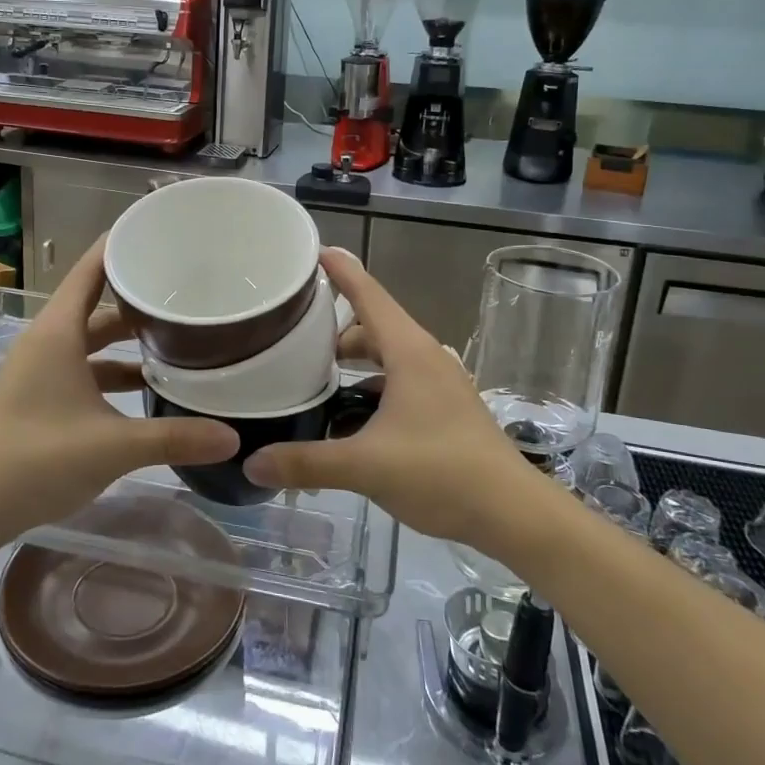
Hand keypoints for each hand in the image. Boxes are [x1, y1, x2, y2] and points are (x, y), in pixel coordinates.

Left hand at [0, 236, 237, 542]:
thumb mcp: (113, 446)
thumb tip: (232, 437)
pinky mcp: (40, 395)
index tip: (159, 229)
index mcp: (58, 331)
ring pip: (91, 338)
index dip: (121, 244)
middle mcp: (48, 340)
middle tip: (185, 287)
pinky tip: (146, 385)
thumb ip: (174, 437)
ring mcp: (41, 369)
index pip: (91, 268)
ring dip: (128, 338)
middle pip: (97, 303)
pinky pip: (84, 366)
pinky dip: (113, 368)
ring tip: (176, 335)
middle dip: (137, 296)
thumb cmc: (38, 459)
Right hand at [243, 247, 530, 552]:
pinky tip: (346, 418)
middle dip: (332, 329)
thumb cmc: (441, 472)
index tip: (312, 250)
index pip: (368, 295)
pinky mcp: (442, 407)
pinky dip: (368, 387)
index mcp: (408, 351)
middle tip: (291, 335)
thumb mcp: (366, 466)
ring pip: (385, 356)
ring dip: (351, 361)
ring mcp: (437, 383)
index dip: (340, 270)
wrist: (513, 513)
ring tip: (312, 377)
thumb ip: (306, 463)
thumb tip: (252, 463)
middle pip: (371, 326)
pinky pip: (396, 380)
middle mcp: (424, 357)